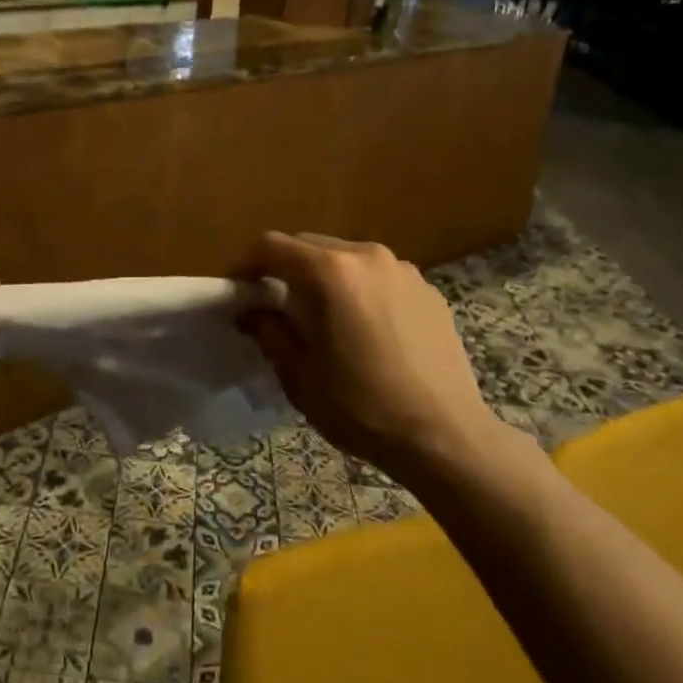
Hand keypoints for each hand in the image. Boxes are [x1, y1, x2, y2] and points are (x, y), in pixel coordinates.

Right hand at [241, 232, 497, 479]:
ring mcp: (403, 269)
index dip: (246, 262)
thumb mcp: (300, 376)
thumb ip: (269, 331)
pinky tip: (365, 328)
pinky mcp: (428, 289)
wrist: (446, 437)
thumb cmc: (363, 408)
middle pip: (310, 246)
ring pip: (346, 258)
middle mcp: (367, 255)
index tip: (236, 289)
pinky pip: (379, 276)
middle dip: (285, 268)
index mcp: (330, 272)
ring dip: (324, 277)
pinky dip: (360, 289)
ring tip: (321, 316)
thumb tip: (252, 310)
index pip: (272, 246)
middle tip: (273, 303)